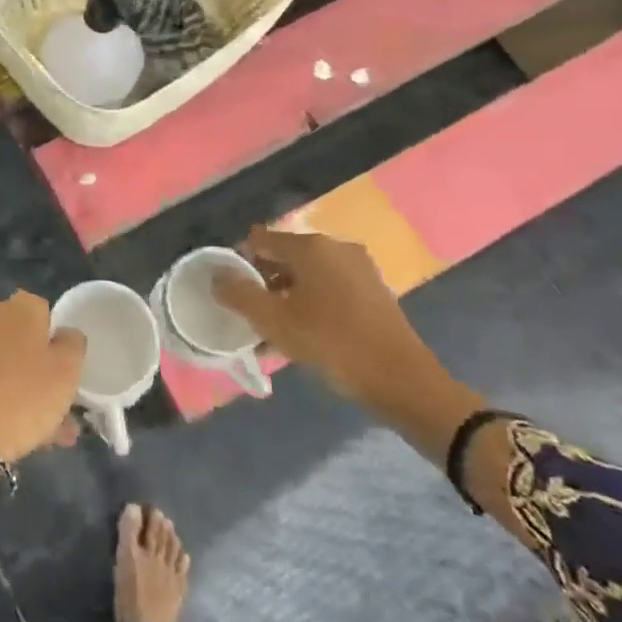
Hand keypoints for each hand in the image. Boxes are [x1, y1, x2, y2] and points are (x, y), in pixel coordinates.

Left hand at [0, 292, 85, 490]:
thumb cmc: (25, 394)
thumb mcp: (67, 369)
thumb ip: (73, 344)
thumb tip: (64, 335)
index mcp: (21, 305)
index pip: (47, 312)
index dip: (60, 341)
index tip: (68, 370)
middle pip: (28, 341)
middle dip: (46, 373)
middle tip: (65, 409)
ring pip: (12, 366)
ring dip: (33, 394)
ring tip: (54, 435)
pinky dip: (9, 400)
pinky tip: (29, 436)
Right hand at [216, 226, 433, 401]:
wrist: (404, 381)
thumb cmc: (332, 343)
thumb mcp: (274, 321)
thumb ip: (239, 294)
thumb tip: (217, 275)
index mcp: (310, 246)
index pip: (259, 240)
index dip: (239, 262)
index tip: (232, 293)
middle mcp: (335, 247)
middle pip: (284, 257)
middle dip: (263, 283)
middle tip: (251, 317)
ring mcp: (359, 268)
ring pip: (307, 276)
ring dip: (286, 298)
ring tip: (274, 333)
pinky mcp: (373, 291)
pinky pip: (329, 290)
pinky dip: (311, 305)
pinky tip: (304, 337)